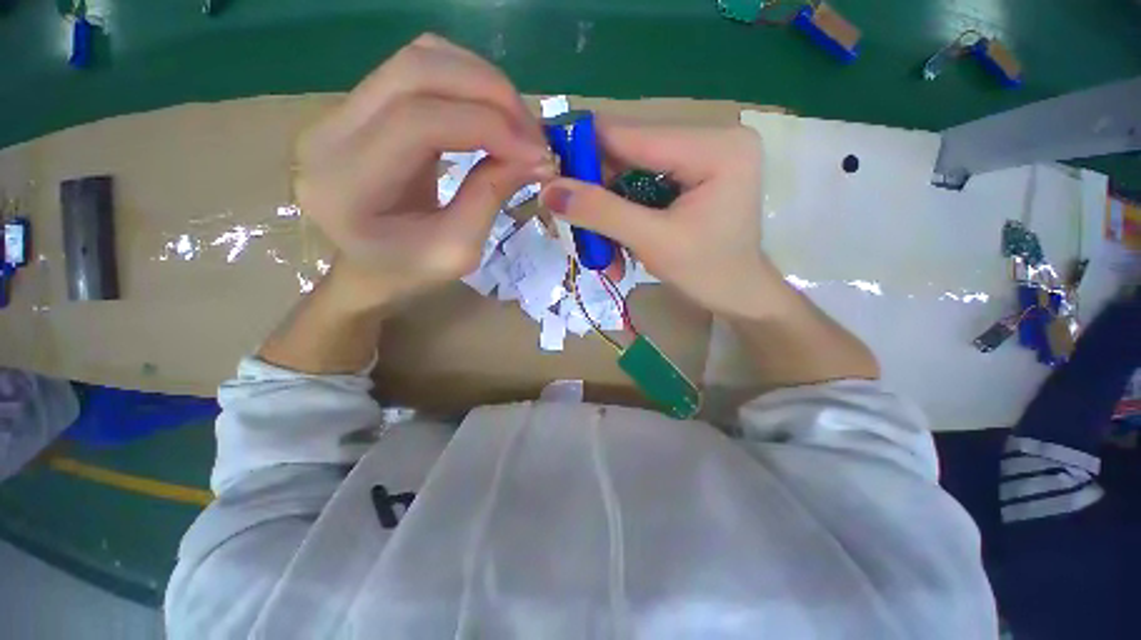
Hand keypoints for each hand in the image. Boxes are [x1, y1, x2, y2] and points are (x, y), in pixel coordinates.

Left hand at [293, 34, 555, 306]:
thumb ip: (490, 197)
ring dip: (482, 82)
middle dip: (491, 93)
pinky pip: (418, 69)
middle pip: (415, 71)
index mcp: (347, 183)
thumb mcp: (459, 250)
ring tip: (518, 123)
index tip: (537, 152)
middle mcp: (330, 131)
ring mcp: (340, 109)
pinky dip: (466, 81)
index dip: (487, 126)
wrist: (370, 266)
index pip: (418, 122)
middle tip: (534, 133)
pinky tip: (491, 113)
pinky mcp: (361, 103)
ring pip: (419, 57)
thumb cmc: (412, 272)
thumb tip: (535, 156)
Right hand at [539, 122, 787, 318]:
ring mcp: (703, 154)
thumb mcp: (652, 242)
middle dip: (596, 193)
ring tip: (600, 250)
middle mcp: (711, 137)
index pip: (631, 135)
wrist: (739, 296)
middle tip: (571, 223)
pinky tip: (618, 244)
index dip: (582, 151)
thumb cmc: (706, 273)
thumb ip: (601, 213)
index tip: (546, 173)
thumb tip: (548, 191)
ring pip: (631, 173)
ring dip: (608, 211)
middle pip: (629, 153)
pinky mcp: (694, 173)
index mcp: (715, 146)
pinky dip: (624, 215)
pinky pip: (643, 186)